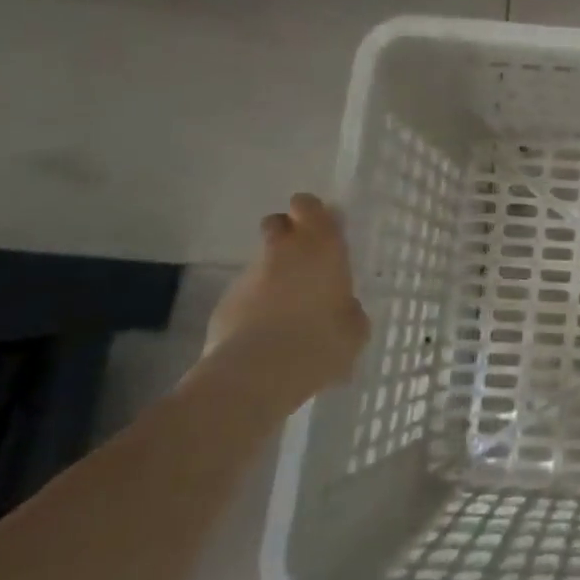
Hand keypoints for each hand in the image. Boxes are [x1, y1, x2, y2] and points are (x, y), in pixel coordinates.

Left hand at [205, 193, 369, 401]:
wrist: (258, 373)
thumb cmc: (322, 341)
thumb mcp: (355, 327)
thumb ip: (349, 308)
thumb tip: (342, 307)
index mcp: (322, 247)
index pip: (308, 206)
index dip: (312, 213)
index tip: (322, 229)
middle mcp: (283, 251)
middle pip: (277, 223)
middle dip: (286, 235)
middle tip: (303, 262)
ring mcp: (249, 276)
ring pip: (262, 262)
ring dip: (273, 276)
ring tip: (288, 310)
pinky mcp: (224, 303)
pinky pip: (246, 294)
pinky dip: (256, 305)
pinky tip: (267, 333)